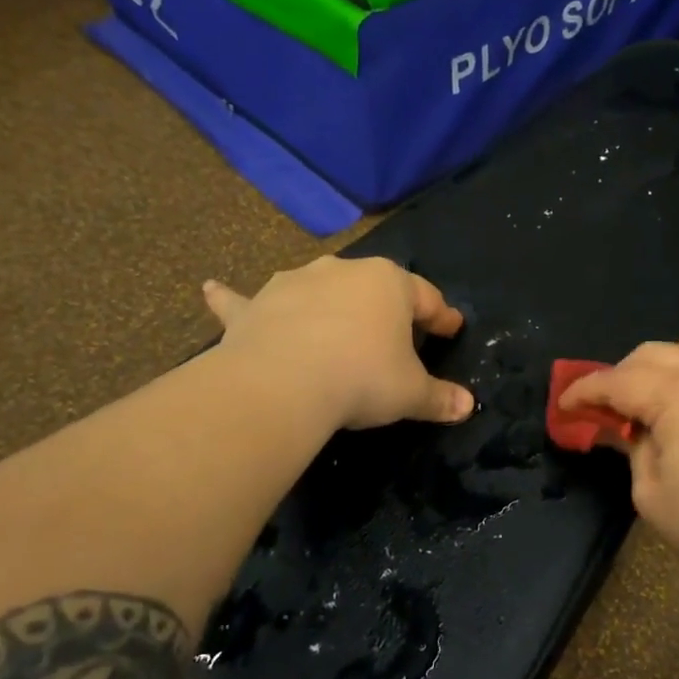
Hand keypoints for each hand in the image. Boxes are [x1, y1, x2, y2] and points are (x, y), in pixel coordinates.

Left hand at [202, 257, 474, 430]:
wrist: (284, 383)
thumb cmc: (362, 378)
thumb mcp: (411, 393)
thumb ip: (441, 398)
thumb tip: (469, 406)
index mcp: (390, 285)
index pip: (426, 298)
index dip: (442, 317)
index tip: (452, 329)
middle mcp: (343, 272)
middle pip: (374, 288)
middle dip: (387, 309)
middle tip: (397, 336)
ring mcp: (295, 284)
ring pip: (316, 288)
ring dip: (324, 300)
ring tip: (330, 321)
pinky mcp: (255, 306)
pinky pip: (242, 301)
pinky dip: (230, 298)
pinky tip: (209, 289)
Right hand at [561, 328, 678, 608]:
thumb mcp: (652, 494)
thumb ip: (632, 450)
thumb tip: (625, 430)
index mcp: (678, 396)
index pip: (618, 381)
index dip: (584, 392)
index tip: (564, 406)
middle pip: (651, 354)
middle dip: (620, 376)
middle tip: (606, 410)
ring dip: (664, 361)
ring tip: (657, 396)